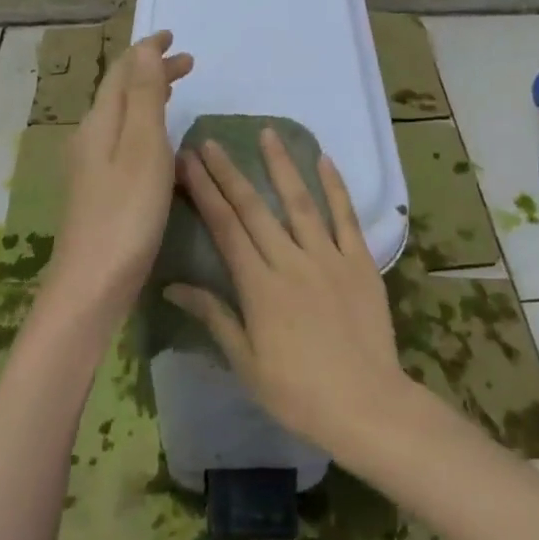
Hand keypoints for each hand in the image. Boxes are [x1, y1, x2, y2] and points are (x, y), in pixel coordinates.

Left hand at [53, 31, 192, 324]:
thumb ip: (144, 96)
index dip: (147, 51)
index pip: (123, 72)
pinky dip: (144, 125)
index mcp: (101, 122)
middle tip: (188, 63)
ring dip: (148, 96)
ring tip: (175, 90)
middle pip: (121, 91)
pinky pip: (123, 140)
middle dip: (151, 71)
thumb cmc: (126, 214)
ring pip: (122, 116)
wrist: (92, 284)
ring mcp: (91, 165)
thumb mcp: (143, 148)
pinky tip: (157, 143)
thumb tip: (144, 48)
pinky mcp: (98, 190)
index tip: (172, 36)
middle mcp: (91, 137)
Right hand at [165, 129, 407, 455]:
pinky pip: (346, 217)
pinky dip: (336, 187)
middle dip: (229, 172)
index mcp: (259, 286)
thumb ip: (214, 316)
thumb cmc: (298, 392)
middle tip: (211, 141)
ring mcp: (328, 257)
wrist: (366, 406)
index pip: (225, 227)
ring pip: (300, 202)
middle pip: (254, 208)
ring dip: (281, 165)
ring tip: (267, 133)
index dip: (204, 192)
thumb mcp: (246, 362)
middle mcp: (291, 261)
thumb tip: (173, 286)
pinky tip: (325, 159)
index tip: (188, 162)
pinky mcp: (360, 261)